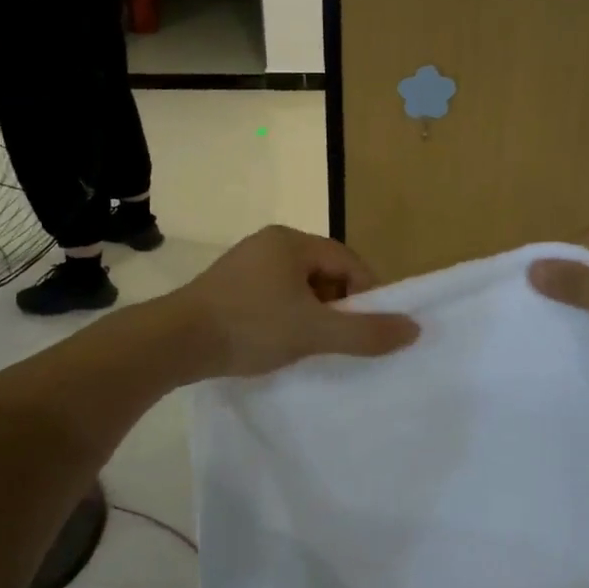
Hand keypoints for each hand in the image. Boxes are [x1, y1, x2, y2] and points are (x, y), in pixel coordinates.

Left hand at [172, 226, 419, 377]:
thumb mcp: (314, 332)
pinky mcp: (227, 286)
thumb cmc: (250, 327)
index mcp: (291, 241)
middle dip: (338, 305)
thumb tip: (414, 329)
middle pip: (323, 272)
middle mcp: (269, 243)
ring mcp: (245, 264)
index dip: (366, 294)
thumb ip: (365, 332)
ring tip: (311, 346)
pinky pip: (273, 296)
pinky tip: (280, 342)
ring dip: (312, 313)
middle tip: (340, 340)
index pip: (347, 261)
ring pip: (297, 286)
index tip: (371, 327)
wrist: (174, 342)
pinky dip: (286, 316)